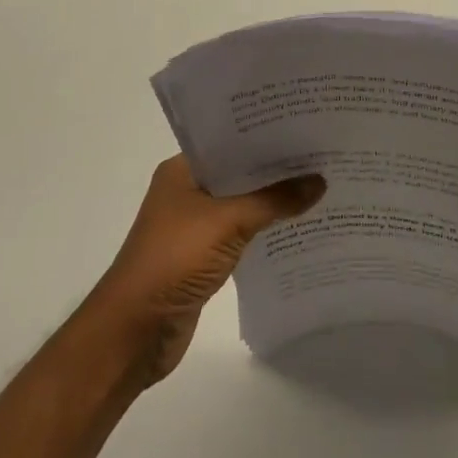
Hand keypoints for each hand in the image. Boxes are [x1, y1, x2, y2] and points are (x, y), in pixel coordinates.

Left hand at [83, 155, 324, 386]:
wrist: (134, 331)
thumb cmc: (174, 260)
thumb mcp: (227, 222)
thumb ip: (274, 200)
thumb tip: (320, 181)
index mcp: (183, 170)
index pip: (230, 141)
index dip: (266, 134)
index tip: (306, 126)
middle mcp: (188, 191)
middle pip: (240, 172)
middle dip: (276, 167)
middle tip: (323, 153)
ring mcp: (195, 226)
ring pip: (243, 203)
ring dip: (274, 199)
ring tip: (321, 184)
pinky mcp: (204, 256)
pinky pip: (243, 232)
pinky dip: (266, 228)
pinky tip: (299, 225)